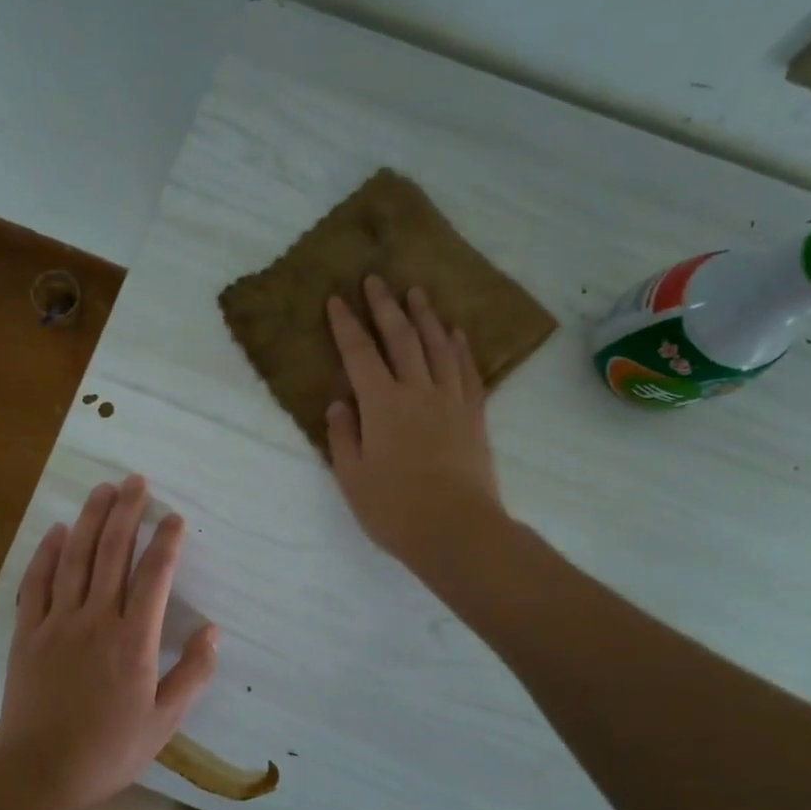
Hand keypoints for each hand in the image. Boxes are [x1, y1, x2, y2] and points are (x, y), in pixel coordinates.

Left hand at [0, 476, 218, 809]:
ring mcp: (57, 623)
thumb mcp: (165, 722)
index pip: (154, 576)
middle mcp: (96, 620)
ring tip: (102, 489)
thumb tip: (213, 631)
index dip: (166, 541)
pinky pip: (36, 583)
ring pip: (75, 558)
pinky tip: (57, 531)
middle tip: (135, 481)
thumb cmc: (110, 750)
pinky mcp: (27, 634)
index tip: (173, 517)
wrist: (41, 775)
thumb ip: (192, 674)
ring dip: (89, 520)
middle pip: (112, 553)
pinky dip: (47, 553)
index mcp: (134, 641)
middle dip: (126, 512)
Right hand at [325, 275, 505, 571]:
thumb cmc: (395, 508)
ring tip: (417, 293)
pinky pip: (467, 371)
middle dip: (385, 306)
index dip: (346, 325)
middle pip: (401, 339)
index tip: (337, 299)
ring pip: (438, 347)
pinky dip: (460, 348)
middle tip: (376, 279)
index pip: (359, 354)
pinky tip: (456, 333)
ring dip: (425, 317)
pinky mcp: (474, 415)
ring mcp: (450, 401)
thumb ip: (343, 435)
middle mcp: (417, 391)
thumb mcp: (352, 476)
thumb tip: (340, 403)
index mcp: (382, 405)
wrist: (457, 530)